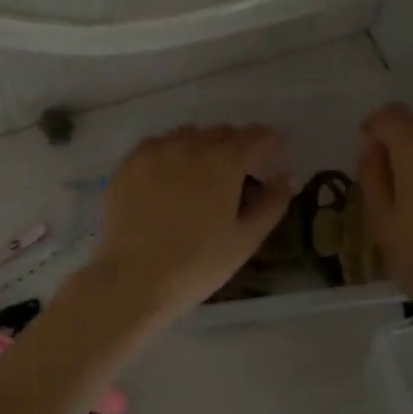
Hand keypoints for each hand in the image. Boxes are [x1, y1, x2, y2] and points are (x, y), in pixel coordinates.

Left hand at [89, 124, 293, 322]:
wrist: (133, 280)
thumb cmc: (197, 264)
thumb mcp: (245, 239)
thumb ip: (272, 203)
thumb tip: (284, 177)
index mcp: (223, 160)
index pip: (258, 136)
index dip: (273, 144)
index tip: (278, 157)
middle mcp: (188, 144)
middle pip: (222, 133)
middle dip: (238, 147)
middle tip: (242, 174)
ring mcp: (153, 151)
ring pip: (188, 135)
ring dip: (203, 147)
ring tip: (203, 176)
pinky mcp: (127, 165)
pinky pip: (157, 146)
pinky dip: (171, 155)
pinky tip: (170, 179)